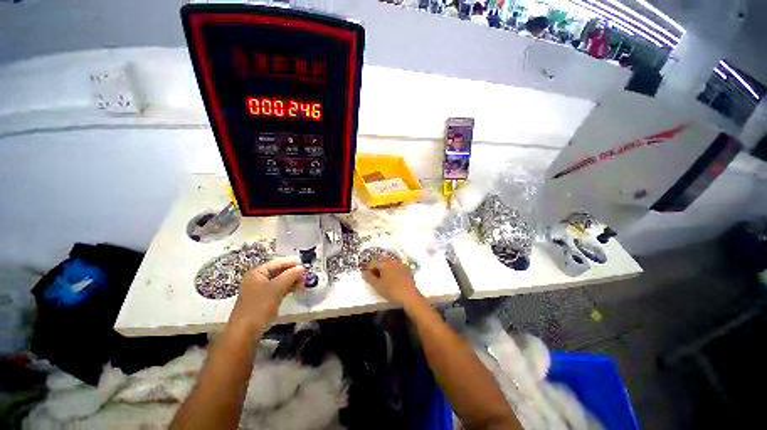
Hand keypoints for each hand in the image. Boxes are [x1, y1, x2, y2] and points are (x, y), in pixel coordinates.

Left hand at [229, 257, 304, 332]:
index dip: (291, 262)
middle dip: (292, 272)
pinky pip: (277, 289)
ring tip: (303, 283)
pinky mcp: (263, 300)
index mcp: (258, 272)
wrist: (245, 332)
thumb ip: (290, 275)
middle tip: (305, 275)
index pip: (277, 262)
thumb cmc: (259, 306)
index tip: (304, 263)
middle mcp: (257, 279)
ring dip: (291, 280)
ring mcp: (259, 290)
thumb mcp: (277, 288)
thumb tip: (301, 268)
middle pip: (278, 271)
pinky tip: (295, 290)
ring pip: (279, 280)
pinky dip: (287, 288)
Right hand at [362, 257, 421, 305]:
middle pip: (381, 261)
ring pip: (390, 264)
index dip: (368, 269)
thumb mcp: (377, 285)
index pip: (372, 263)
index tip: (368, 278)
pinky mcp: (407, 269)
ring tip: (385, 279)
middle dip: (377, 268)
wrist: (410, 296)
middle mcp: (392, 260)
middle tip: (376, 279)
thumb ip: (369, 277)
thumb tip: (364, 272)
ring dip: (385, 269)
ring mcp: (401, 263)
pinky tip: (394, 279)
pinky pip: (397, 267)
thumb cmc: (391, 291)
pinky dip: (393, 271)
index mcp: (384, 262)